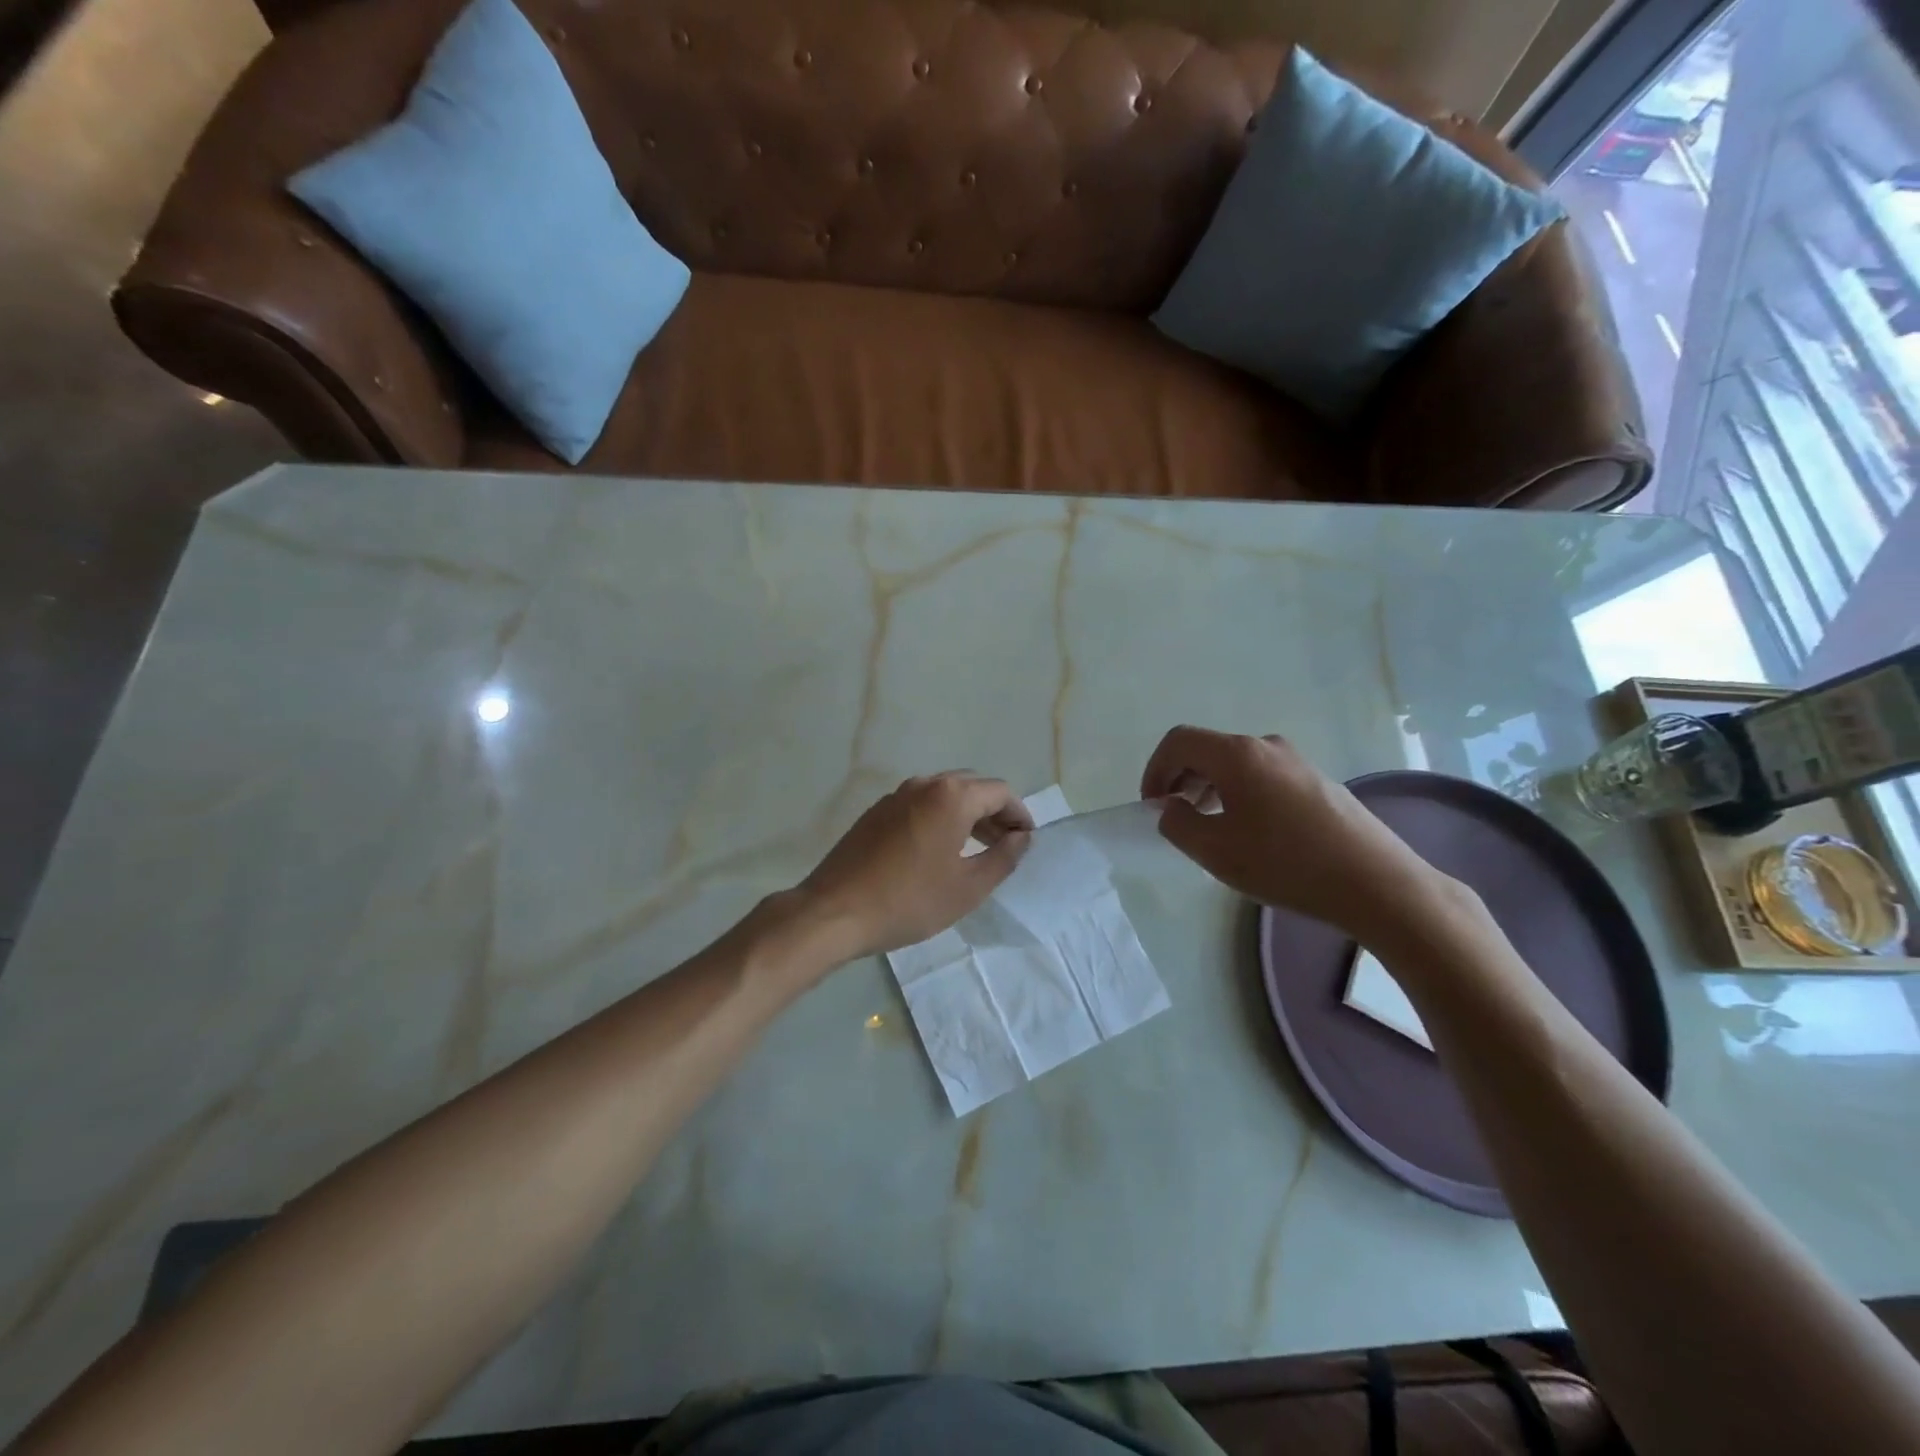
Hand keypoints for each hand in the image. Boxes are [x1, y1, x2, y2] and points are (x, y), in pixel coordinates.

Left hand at [796, 772, 1033, 959]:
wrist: (834, 912)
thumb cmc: (909, 901)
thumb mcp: (968, 887)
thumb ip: (1004, 858)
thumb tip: (1022, 837)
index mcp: (951, 796)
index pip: (1000, 791)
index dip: (1019, 814)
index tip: (1026, 841)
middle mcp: (924, 784)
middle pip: (972, 787)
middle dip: (994, 812)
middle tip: (1004, 846)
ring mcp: (895, 796)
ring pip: (944, 794)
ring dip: (967, 815)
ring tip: (976, 850)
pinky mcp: (876, 812)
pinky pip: (920, 805)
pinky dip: (940, 818)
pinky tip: (938, 852)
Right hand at [1141, 726, 1450, 943]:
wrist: (1377, 883)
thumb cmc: (1286, 864)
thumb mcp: (1216, 851)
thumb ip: (1178, 824)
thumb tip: (1171, 808)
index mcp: (1237, 754)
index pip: (1178, 741)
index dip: (1155, 769)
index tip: (1153, 807)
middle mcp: (1266, 746)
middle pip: (1207, 749)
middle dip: (1181, 779)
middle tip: (1176, 819)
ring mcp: (1296, 761)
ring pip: (1236, 763)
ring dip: (1210, 788)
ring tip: (1211, 829)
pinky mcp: (1317, 780)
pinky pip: (1262, 776)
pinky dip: (1239, 793)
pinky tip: (1250, 832)